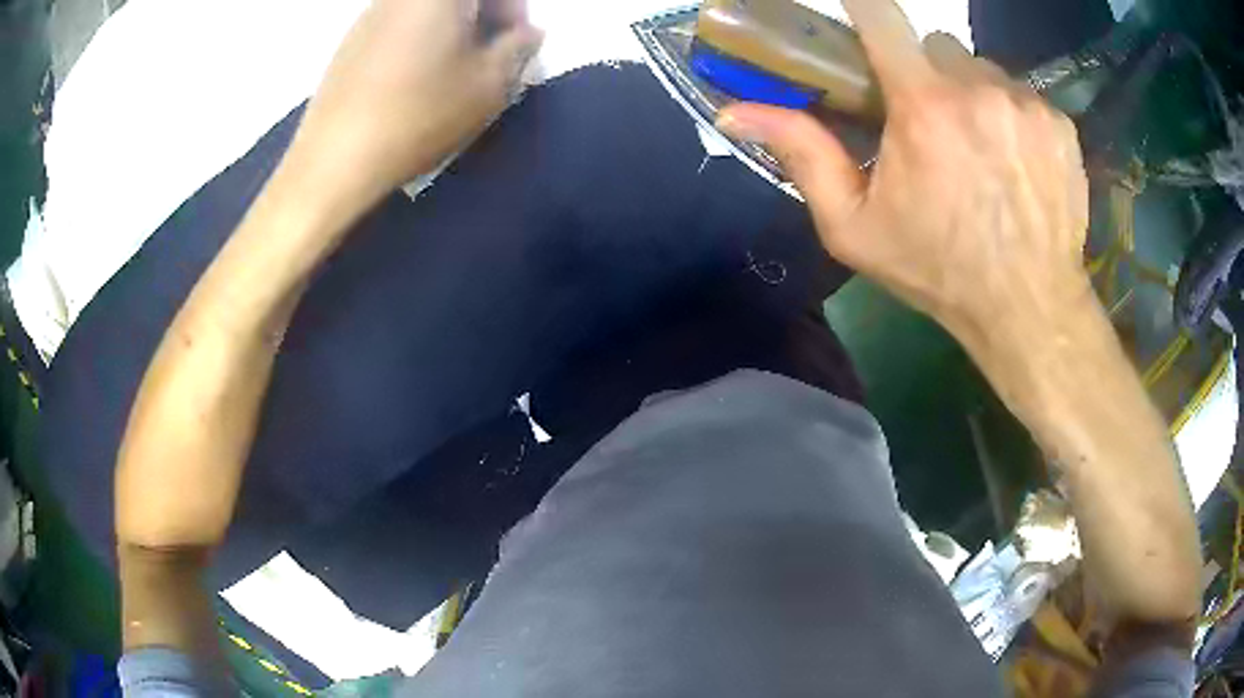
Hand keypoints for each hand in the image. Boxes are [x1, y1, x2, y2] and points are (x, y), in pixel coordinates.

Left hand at [284, 0, 542, 207]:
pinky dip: (423, 39)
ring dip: (454, 29)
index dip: (513, 8)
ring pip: (428, 10)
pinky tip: (418, 80)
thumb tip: (528, 34)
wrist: (334, 160)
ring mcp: (370, 15)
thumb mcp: (488, 84)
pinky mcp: (350, 42)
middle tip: (492, 54)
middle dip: (485, 15)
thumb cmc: (418, 115)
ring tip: (456, 72)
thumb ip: (519, 48)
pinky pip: (401, 25)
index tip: (519, 39)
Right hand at [717, 0, 1088, 349]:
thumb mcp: (855, 227)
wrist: (1028, 307)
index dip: (863, 4)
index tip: (857, 6)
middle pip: (938, 46)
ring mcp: (1026, 103)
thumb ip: (801, 156)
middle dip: (927, 74)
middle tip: (932, 125)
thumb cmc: (938, 270)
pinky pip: (1024, 95)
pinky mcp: (1059, 122)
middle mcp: (978, 88)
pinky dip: (1012, 116)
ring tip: (979, 149)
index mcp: (923, 106)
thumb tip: (735, 112)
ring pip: (983, 69)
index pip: (882, 16)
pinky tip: (1015, 163)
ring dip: (972, 95)